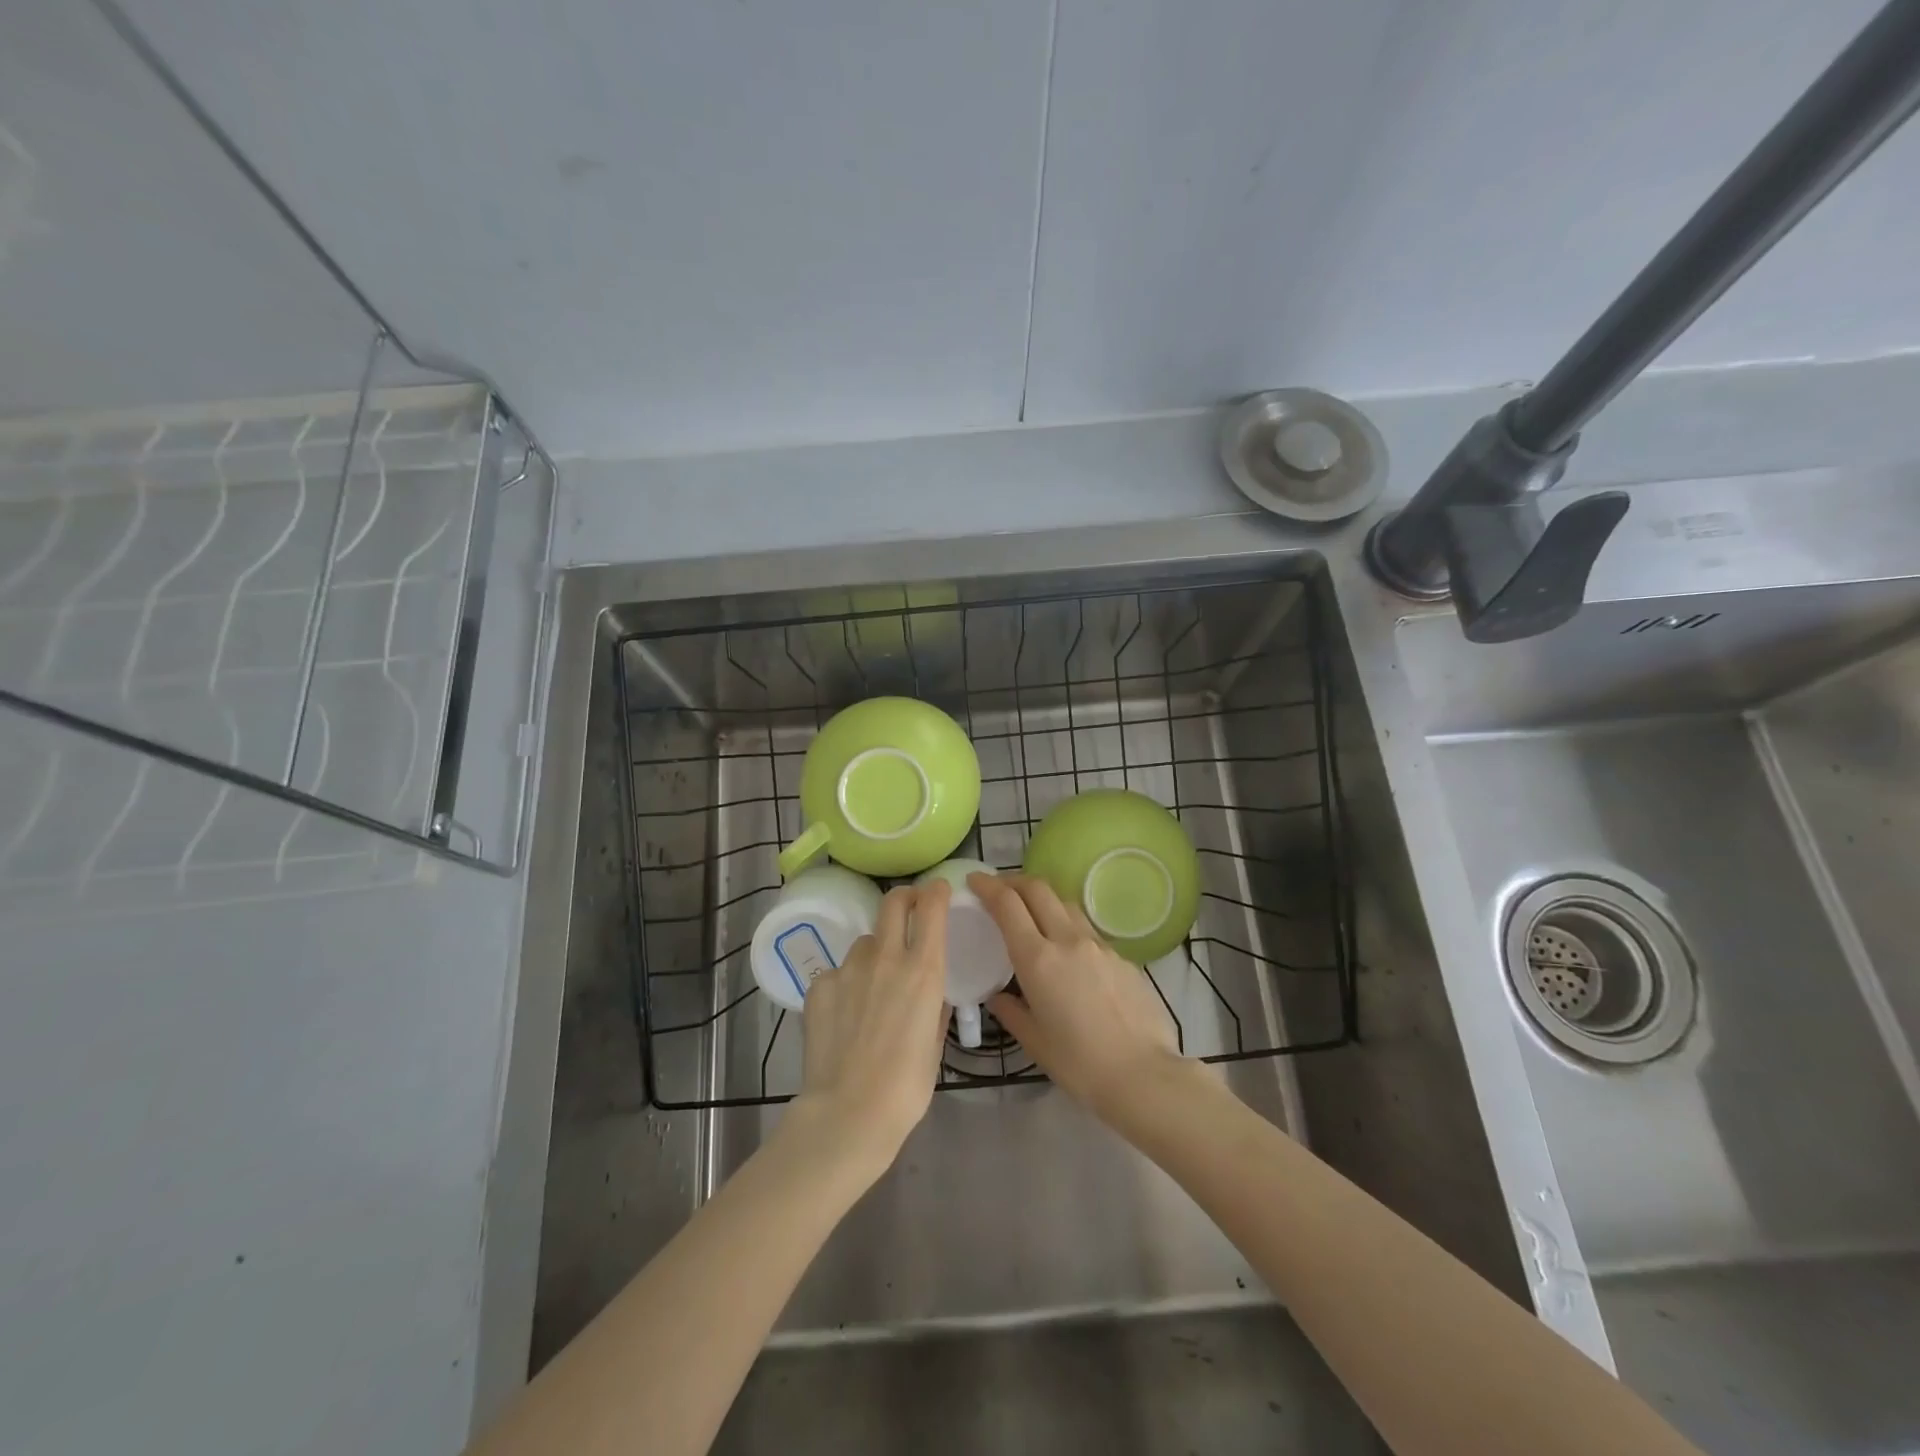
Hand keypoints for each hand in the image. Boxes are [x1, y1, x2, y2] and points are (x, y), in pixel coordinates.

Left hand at [788, 881, 951, 1179]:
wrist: (848, 1112)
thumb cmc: (906, 1087)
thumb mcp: (934, 1045)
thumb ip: (934, 1009)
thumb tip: (933, 994)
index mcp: (923, 971)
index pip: (931, 908)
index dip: (936, 892)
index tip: (939, 891)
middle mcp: (886, 958)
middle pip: (893, 902)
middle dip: (904, 898)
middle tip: (909, 909)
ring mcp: (848, 969)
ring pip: (866, 941)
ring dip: (875, 951)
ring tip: (873, 985)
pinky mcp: (820, 985)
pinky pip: (838, 972)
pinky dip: (846, 984)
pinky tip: (845, 1015)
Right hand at [970, 873, 1188, 1127]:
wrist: (1145, 1075)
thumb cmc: (1080, 1064)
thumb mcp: (1034, 1041)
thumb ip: (1011, 1011)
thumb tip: (999, 996)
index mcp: (1038, 959)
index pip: (1007, 905)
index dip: (988, 886)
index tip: (974, 880)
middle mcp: (1068, 940)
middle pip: (1038, 889)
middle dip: (1014, 881)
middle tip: (999, 889)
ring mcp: (1099, 945)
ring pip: (1065, 904)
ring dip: (1043, 899)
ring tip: (1032, 913)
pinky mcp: (1121, 956)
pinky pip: (1088, 929)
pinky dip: (1068, 925)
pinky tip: (1068, 951)